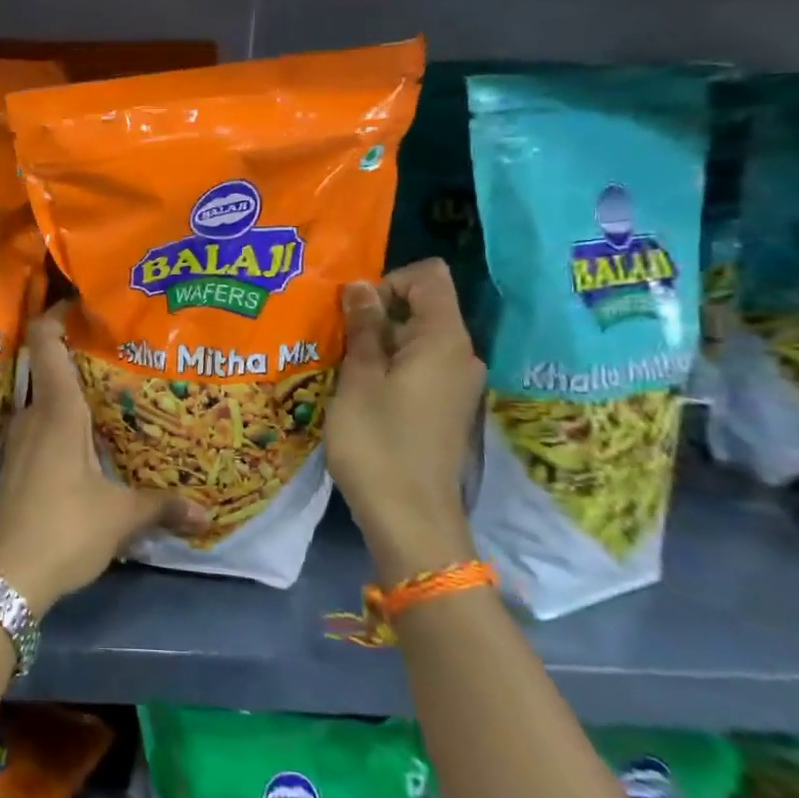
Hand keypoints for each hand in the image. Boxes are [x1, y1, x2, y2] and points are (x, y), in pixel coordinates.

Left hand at [0, 307, 209, 614]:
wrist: (4, 577)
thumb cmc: (64, 530)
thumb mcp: (120, 517)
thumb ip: (162, 507)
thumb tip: (206, 514)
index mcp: (56, 411)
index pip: (44, 341)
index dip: (57, 314)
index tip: (83, 304)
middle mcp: (32, 416)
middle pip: (46, 366)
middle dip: (76, 353)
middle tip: (114, 349)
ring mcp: (18, 441)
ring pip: (42, 398)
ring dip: (68, 390)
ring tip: (106, 391)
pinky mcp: (14, 465)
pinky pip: (37, 425)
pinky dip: (58, 419)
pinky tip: (84, 439)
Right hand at [326, 260, 485, 586]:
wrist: (410, 520)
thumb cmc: (378, 443)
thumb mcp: (360, 378)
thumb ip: (363, 327)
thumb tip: (360, 287)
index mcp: (444, 340)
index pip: (429, 277)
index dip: (389, 281)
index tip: (354, 311)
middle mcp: (461, 355)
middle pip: (424, 307)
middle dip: (377, 312)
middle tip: (337, 337)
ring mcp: (457, 384)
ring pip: (418, 339)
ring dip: (379, 342)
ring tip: (341, 364)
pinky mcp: (446, 409)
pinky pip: (420, 367)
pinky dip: (390, 367)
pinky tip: (360, 391)